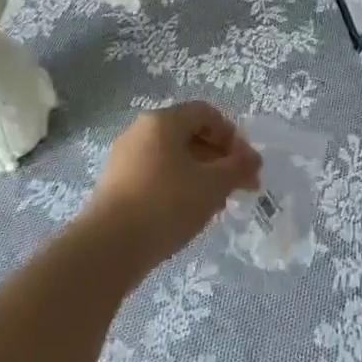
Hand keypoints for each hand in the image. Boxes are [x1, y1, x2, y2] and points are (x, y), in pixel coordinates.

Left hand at [84, 102, 261, 266]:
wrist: (108, 247)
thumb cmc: (165, 204)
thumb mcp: (212, 185)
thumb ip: (237, 168)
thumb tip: (253, 159)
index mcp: (162, 121)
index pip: (205, 113)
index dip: (232, 135)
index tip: (246, 164)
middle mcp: (140, 131)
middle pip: (189, 134)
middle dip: (219, 158)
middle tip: (239, 187)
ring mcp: (125, 158)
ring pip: (173, 157)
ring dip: (201, 175)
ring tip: (218, 204)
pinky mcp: (116, 185)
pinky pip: (156, 175)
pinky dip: (178, 186)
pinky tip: (189, 213)